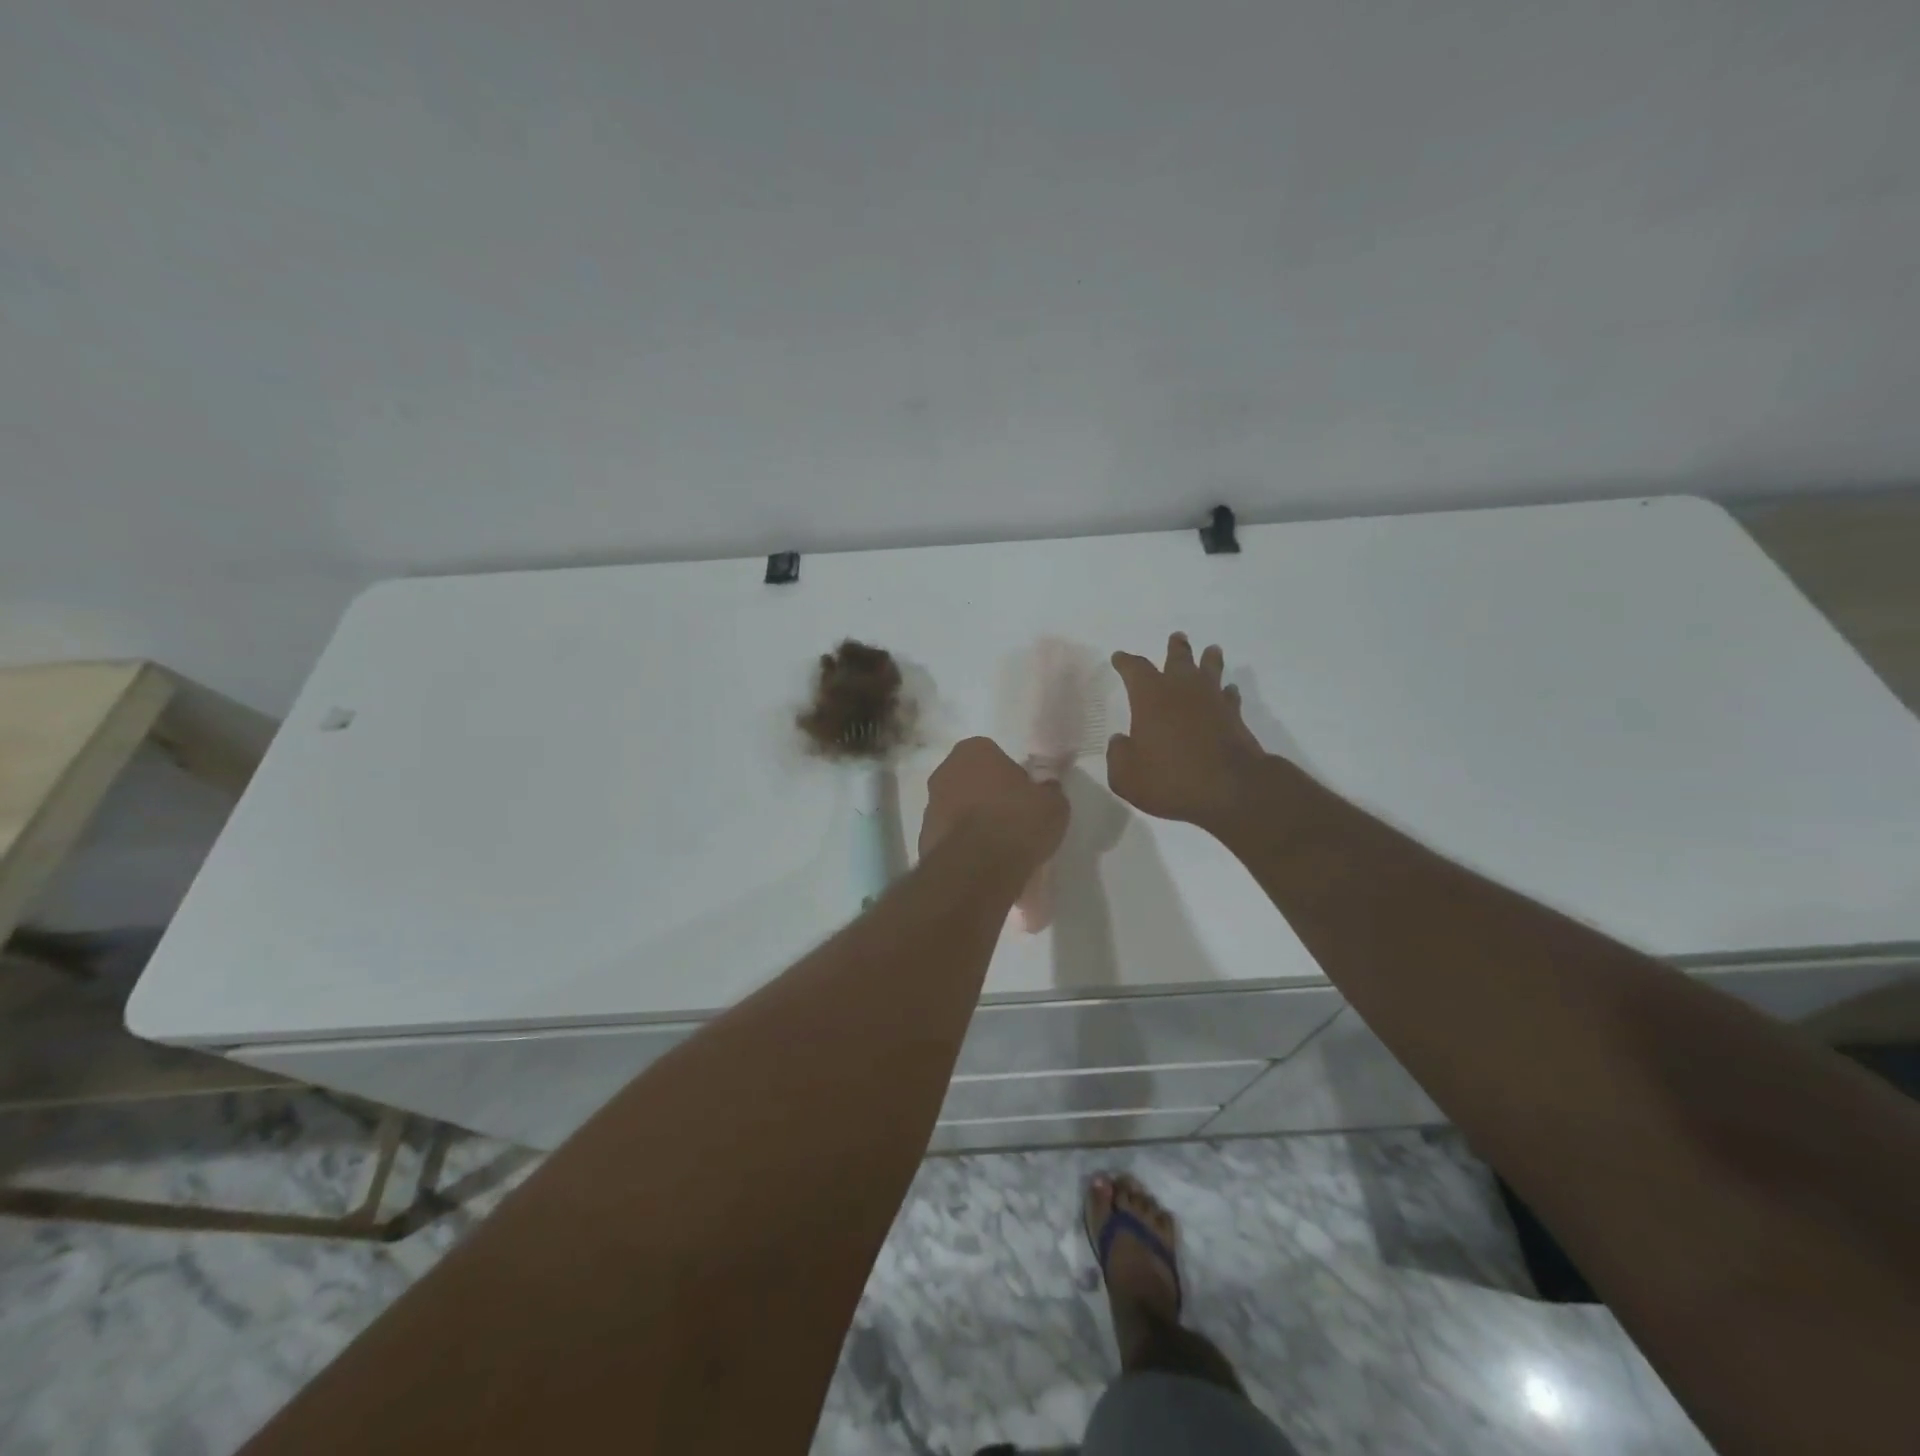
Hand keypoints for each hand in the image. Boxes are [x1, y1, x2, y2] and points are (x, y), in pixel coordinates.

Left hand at [921, 736, 1068, 866]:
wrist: (978, 867)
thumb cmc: (1017, 821)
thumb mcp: (1053, 804)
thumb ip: (1048, 792)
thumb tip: (1045, 790)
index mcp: (973, 751)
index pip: (995, 756)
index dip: (1011, 777)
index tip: (1025, 798)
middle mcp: (945, 771)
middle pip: (972, 781)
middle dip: (988, 797)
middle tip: (1012, 820)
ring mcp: (930, 805)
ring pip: (958, 809)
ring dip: (973, 822)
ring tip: (999, 847)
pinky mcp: (924, 838)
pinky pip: (951, 837)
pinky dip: (964, 845)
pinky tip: (983, 863)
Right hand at [1107, 633, 1268, 832]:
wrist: (1230, 790)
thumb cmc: (1170, 780)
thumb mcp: (1126, 776)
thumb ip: (1118, 755)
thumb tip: (1120, 741)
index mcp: (1150, 697)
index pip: (1135, 669)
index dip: (1125, 662)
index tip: (1119, 657)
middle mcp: (1182, 690)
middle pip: (1178, 660)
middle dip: (1175, 648)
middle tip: (1176, 637)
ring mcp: (1212, 701)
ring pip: (1210, 670)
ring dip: (1209, 660)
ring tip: (1211, 650)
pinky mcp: (1235, 718)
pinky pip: (1230, 697)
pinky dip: (1227, 692)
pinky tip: (1228, 691)